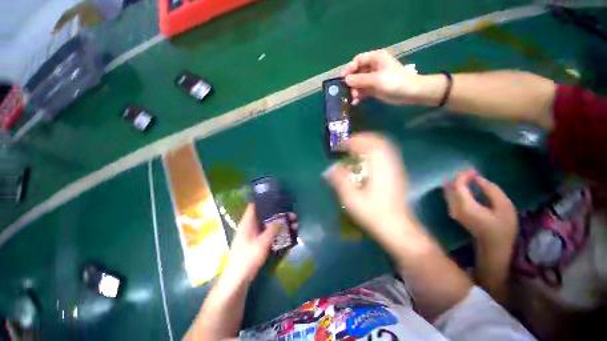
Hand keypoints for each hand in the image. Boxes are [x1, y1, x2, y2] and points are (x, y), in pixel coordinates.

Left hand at [222, 204, 297, 283]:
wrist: (238, 278)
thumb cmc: (248, 257)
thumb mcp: (262, 242)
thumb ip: (273, 229)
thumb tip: (282, 218)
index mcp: (248, 222)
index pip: (255, 205)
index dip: (265, 200)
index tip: (278, 199)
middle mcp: (251, 226)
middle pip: (266, 216)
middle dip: (280, 215)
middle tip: (293, 216)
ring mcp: (254, 235)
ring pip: (269, 225)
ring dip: (281, 225)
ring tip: (295, 225)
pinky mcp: (257, 243)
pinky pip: (269, 234)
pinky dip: (278, 233)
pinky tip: (288, 235)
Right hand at [324, 133, 422, 249]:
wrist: (397, 228)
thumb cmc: (373, 214)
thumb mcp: (351, 199)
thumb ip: (340, 181)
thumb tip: (329, 169)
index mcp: (379, 168)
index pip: (366, 145)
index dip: (351, 142)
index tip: (340, 145)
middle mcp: (390, 163)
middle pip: (378, 141)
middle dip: (361, 138)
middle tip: (348, 143)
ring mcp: (396, 168)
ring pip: (384, 146)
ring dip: (369, 143)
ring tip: (355, 148)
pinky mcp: (397, 173)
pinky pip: (387, 153)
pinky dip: (375, 150)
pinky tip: (367, 158)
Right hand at [341, 49, 426, 105]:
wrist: (408, 93)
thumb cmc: (393, 82)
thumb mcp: (375, 79)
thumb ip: (360, 79)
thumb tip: (346, 80)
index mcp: (375, 59)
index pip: (358, 60)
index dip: (349, 68)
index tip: (342, 78)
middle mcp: (373, 67)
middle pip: (357, 72)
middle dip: (352, 82)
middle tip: (348, 91)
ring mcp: (373, 79)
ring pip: (359, 83)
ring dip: (354, 90)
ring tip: (354, 98)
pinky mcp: (373, 89)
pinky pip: (362, 91)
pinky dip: (359, 96)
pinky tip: (355, 102)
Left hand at [443, 170, 517, 248]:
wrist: (493, 246)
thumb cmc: (503, 228)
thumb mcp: (504, 207)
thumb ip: (491, 190)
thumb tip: (478, 179)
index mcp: (465, 206)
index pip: (457, 185)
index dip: (463, 176)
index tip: (474, 171)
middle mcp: (454, 207)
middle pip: (450, 187)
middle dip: (459, 178)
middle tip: (472, 173)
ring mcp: (452, 211)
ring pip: (448, 191)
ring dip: (457, 183)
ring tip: (471, 178)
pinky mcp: (453, 212)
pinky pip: (451, 196)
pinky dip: (457, 189)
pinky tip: (467, 186)